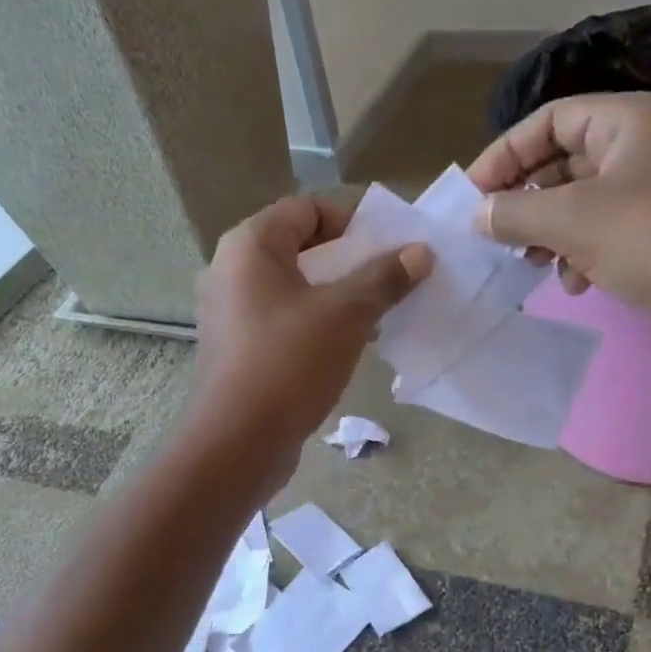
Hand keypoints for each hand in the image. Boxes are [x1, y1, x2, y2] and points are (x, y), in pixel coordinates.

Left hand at [184, 196, 428, 482]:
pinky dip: (314, 325)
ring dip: (335, 297)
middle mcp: (230, 271)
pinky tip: (347, 348)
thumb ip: (384, 278)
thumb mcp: (346, 315)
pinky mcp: (237, 350)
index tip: (388, 248)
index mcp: (250, 246)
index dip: (351, 222)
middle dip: (348, 262)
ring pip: (292, 289)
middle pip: (299, 248)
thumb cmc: (289, 363)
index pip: (305, 209)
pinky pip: (282, 322)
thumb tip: (420, 252)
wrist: (238, 442)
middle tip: (388, 282)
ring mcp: (230, 314)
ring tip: (376, 316)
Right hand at [468, 92, 650, 358]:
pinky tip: (573, 284)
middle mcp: (642, 149)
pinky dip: (578, 256)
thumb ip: (515, 212)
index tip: (472, 195)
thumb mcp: (572, 220)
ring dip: (547, 234)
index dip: (505, 153)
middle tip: (493, 234)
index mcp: (628, 122)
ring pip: (578, 204)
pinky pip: (601, 236)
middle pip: (562, 162)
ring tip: (528, 264)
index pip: (550, 120)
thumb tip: (477, 214)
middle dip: (525, 200)